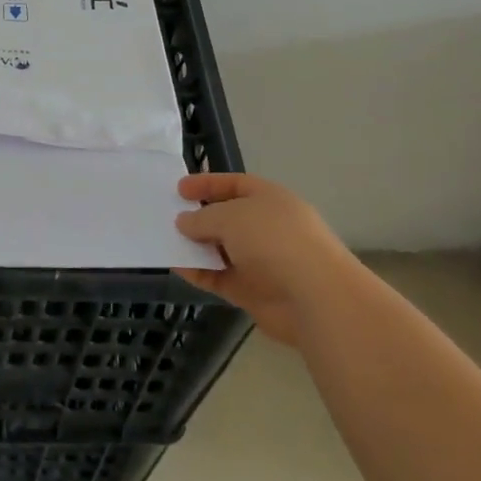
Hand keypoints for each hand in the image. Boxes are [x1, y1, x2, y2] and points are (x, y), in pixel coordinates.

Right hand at [172, 172, 350, 346]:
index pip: (235, 185)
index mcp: (269, 199)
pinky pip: (219, 277)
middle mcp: (266, 227)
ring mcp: (261, 261)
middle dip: (199, 217)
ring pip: (221, 249)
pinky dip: (199, 273)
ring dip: (196, 247)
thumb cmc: (274, 240)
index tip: (179, 189)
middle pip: (227, 218)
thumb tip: (184, 221)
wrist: (314, 297)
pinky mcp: (253, 291)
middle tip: (168, 216)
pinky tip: (177, 268)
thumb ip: (202, 217)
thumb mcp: (231, 217)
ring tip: (165, 242)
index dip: (207, 184)